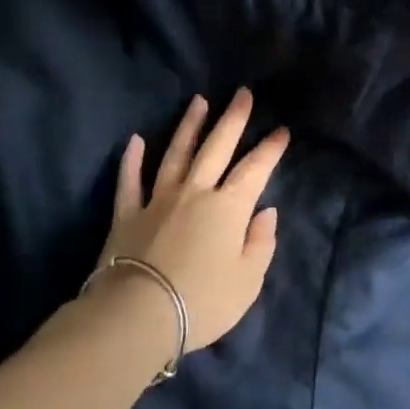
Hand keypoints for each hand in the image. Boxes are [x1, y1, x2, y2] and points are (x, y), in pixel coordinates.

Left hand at [90, 90, 288, 355]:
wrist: (138, 314)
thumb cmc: (202, 301)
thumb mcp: (248, 281)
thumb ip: (260, 243)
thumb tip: (265, 212)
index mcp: (228, 208)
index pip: (255, 170)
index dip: (270, 149)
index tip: (282, 130)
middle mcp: (194, 192)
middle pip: (216, 148)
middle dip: (233, 119)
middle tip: (243, 94)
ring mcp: (157, 199)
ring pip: (176, 154)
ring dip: (189, 126)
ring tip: (199, 101)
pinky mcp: (127, 214)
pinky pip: (130, 180)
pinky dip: (132, 160)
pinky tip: (135, 140)